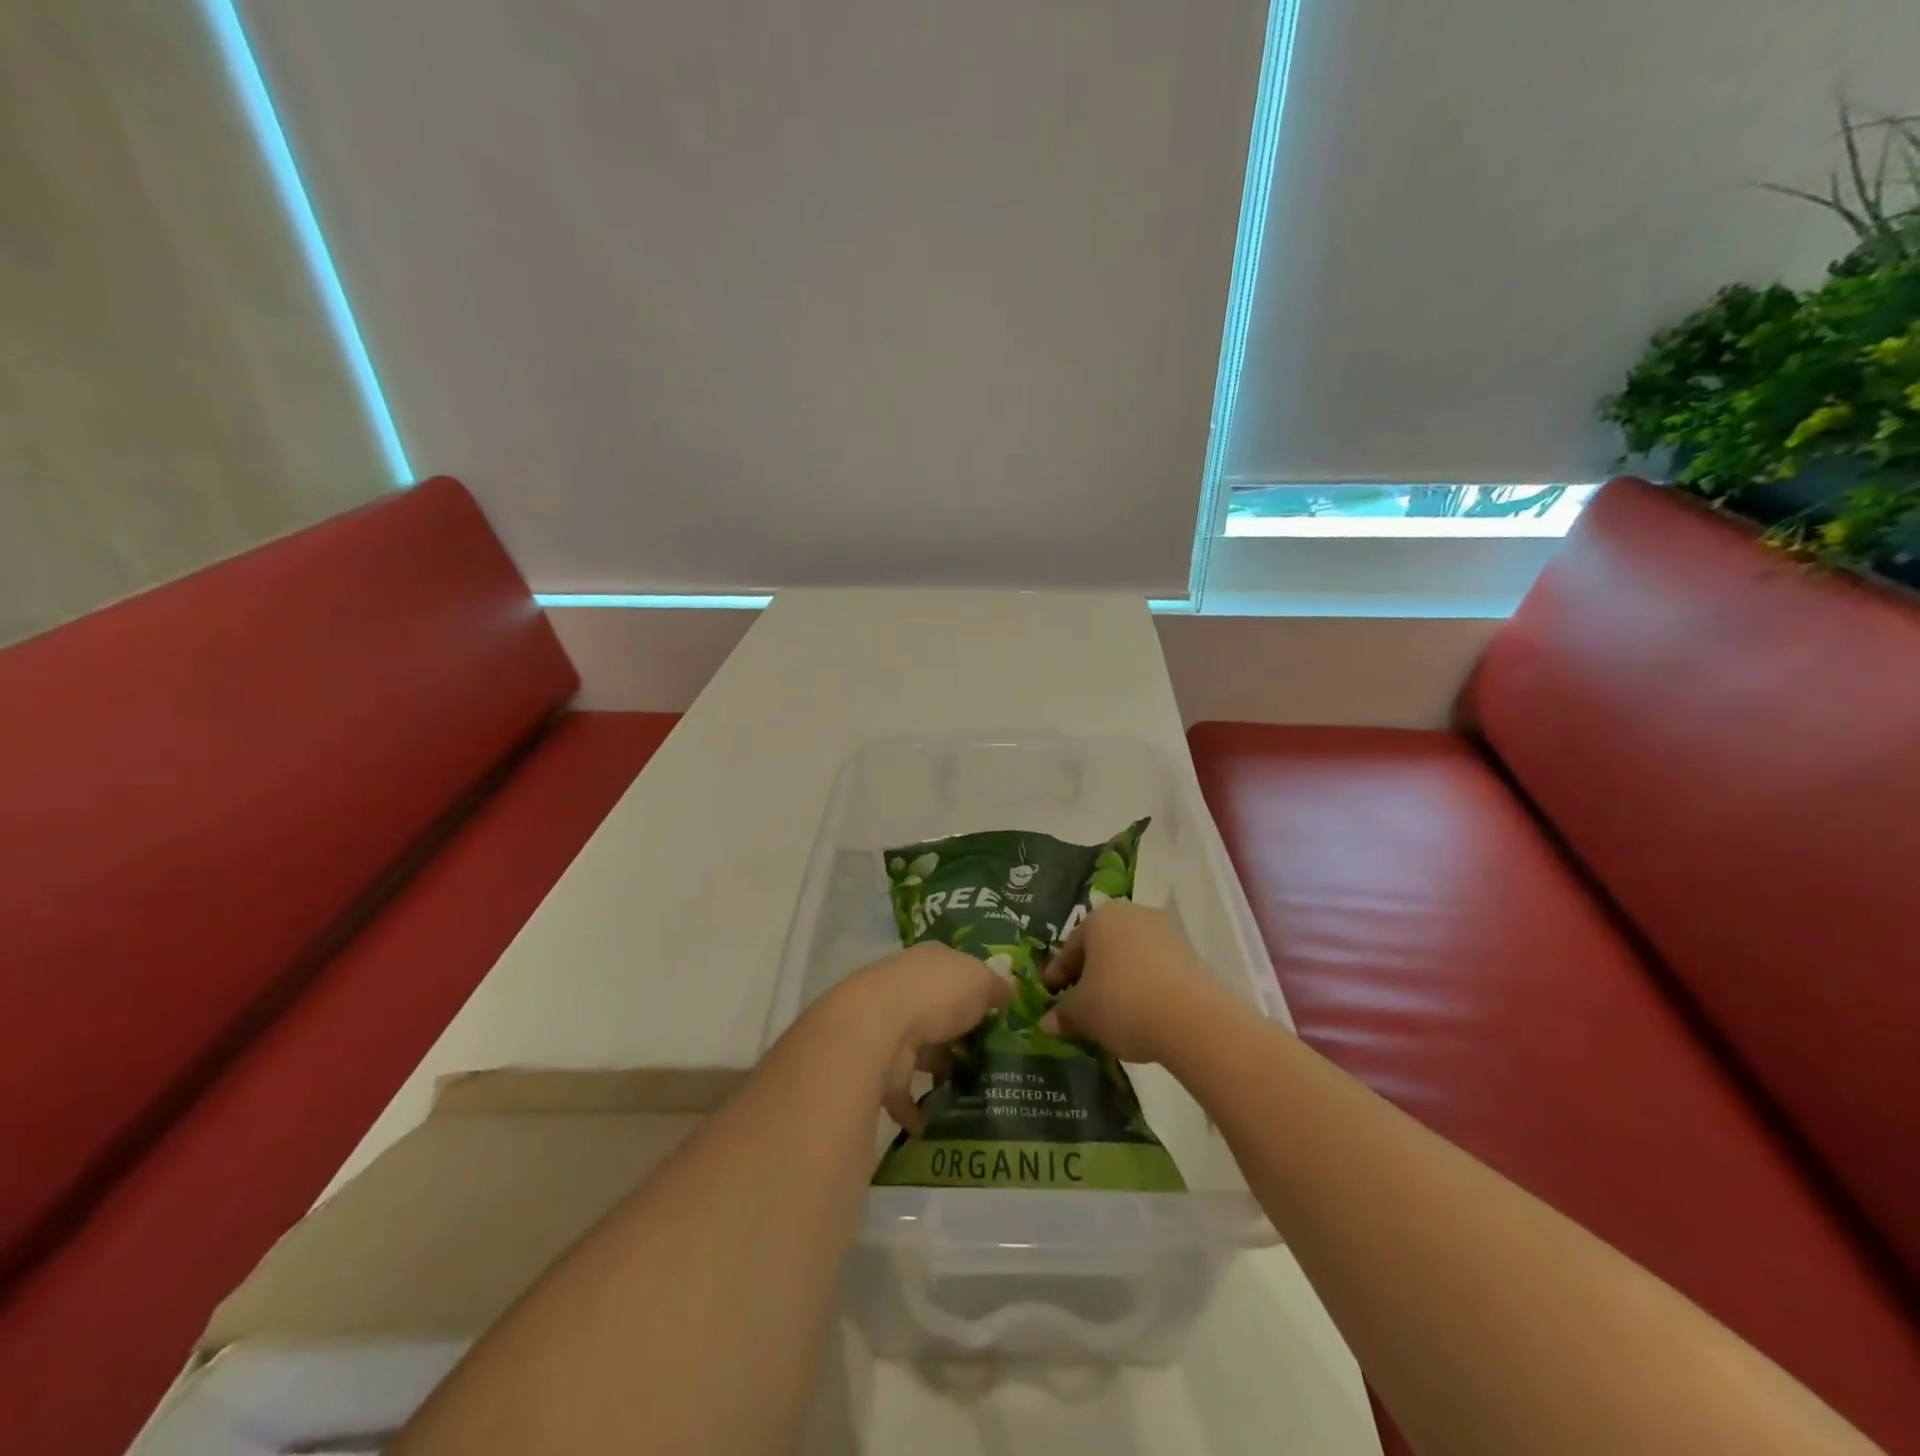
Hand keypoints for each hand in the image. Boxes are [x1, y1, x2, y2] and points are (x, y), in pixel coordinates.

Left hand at [812, 943, 1010, 1133]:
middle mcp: (905, 990)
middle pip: (938, 1011)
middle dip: (958, 1033)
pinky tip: (936, 1123)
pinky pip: (902, 1091)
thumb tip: (1008, 991)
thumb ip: (996, 987)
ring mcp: (888, 1029)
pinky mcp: (878, 1068)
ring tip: (972, 1092)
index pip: (955, 970)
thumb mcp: (980, 981)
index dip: (976, 989)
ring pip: (920, 1049)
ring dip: (938, 1068)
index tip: (998, 1014)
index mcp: (929, 962)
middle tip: (991, 1058)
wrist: (876, 1029)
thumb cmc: (936, 994)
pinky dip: (915, 1108)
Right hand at [1039, 901, 1234, 1063]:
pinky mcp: (1191, 954)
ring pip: (1130, 957)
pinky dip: (1144, 986)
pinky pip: (1155, 969)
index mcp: (1099, 918)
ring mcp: (1166, 931)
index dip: (1057, 975)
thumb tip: (1047, 1023)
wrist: (1192, 1019)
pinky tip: (1141, 1012)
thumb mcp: (1082, 1014)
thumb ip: (1062, 1014)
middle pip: (1101, 948)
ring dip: (1118, 980)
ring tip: (1111, 1012)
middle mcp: (1132, 914)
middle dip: (1089, 975)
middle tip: (1079, 1004)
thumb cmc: (1122, 1003)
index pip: (1070, 948)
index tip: (1049, 997)